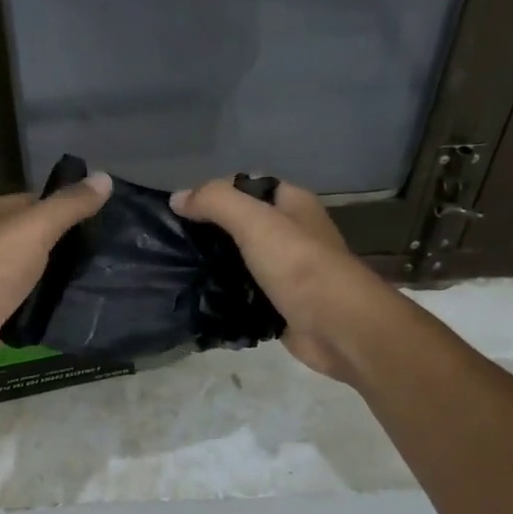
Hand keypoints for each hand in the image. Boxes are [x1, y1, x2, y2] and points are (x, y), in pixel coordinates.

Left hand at [0, 174, 111, 377]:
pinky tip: (69, 310)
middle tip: (104, 255)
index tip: (100, 221)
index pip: (34, 202)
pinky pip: (24, 303)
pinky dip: (42, 305)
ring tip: (95, 282)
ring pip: (29, 273)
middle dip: (63, 246)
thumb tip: (105, 177)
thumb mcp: (37, 226)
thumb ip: (70, 205)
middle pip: (32, 238)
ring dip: (54, 279)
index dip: (65, 208)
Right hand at [171, 178, 384, 382]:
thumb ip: (215, 202)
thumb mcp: (254, 221)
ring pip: (241, 260)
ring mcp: (287, 271)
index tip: (182, 209)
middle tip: (175, 241)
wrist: (337, 328)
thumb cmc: (299, 265)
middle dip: (210, 231)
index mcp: (293, 204)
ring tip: (178, 268)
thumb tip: (177, 198)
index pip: (247, 186)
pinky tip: (199, 297)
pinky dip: (224, 295)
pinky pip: (244, 293)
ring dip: (215, 265)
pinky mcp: (280, 304)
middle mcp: (292, 233)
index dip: (215, 192)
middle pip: (242, 224)